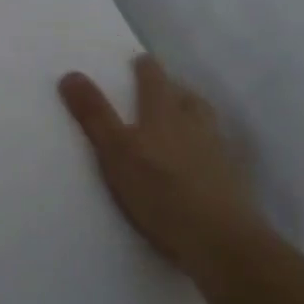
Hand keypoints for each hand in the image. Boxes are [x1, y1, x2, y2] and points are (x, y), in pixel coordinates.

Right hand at [59, 54, 259, 280]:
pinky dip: (207, 149)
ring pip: (205, 121)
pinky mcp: (234, 180)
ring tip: (180, 123)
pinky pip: (219, 152)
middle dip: (172, 89)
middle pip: (185, 95)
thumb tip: (69, 74)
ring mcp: (218, 151)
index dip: (145, 67)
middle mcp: (194, 123)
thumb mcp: (115, 152)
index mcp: (163, 111)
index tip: (139, 61)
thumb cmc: (160, 191)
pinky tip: (201, 163)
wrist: (222, 241)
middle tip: (159, 91)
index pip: (154, 78)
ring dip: (192, 116)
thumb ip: (94, 115)